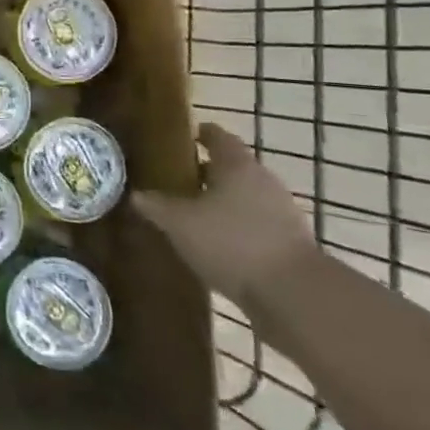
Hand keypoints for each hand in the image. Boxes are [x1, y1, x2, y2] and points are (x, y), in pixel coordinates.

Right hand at [131, 122, 316, 307]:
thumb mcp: (180, 223)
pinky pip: (257, 225)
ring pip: (245, 197)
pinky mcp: (291, 243)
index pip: (217, 136)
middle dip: (206, 173)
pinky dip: (238, 229)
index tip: (180, 138)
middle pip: (232, 167)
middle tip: (177, 181)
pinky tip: (218, 245)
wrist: (294, 294)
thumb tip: (135, 194)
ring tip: (194, 216)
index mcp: (236, 164)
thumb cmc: (231, 242)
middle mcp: (263, 180)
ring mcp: (282, 212)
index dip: (199, 134)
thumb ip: (156, 206)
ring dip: (223, 203)